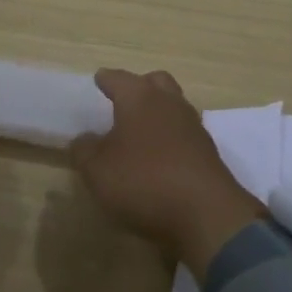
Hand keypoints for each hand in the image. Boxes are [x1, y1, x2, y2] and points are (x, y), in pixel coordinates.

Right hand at [69, 70, 263, 281]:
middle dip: (140, 86)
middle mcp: (169, 102)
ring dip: (158, 112)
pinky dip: (171, 137)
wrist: (205, 213)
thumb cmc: (144, 181)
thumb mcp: (98, 171)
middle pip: (155, 82)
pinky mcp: (207, 150)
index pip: (119, 79)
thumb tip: (84, 139)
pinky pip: (184, 132)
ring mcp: (193, 125)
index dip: (106, 80)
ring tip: (140, 131)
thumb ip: (85, 151)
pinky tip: (160, 155)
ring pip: (174, 105)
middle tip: (123, 101)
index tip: (99, 79)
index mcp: (140, 97)